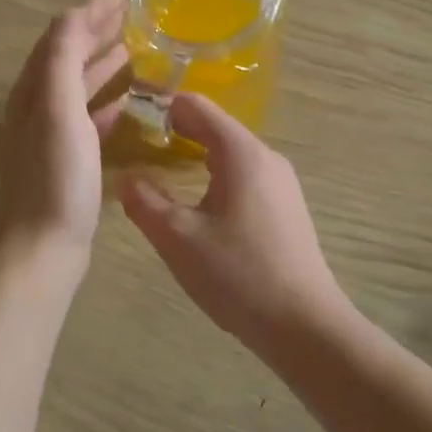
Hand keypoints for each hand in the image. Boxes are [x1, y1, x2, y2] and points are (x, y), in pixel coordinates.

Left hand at [0, 0, 128, 271]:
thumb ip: (63, 60)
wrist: (42, 248)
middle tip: (129, 14)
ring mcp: (51, 135)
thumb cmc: (55, 178)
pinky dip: (104, 102)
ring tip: (129, 48)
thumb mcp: (58, 111)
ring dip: (100, 63)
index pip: (60, 36)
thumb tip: (74, 14)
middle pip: (66, 56)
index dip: (89, 11)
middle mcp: (37, 107)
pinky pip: (87, 118)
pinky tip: (125, 103)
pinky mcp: (67, 160)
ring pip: (77, 86)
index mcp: (33, 91)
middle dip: (95, 31)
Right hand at [120, 95, 355, 352]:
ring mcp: (281, 183)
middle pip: (215, 127)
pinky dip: (215, 176)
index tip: (130, 117)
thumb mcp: (178, 239)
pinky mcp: (286, 207)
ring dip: (195, 155)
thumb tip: (126, 178)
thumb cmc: (238, 274)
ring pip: (230, 154)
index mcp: (241, 153)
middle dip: (176, 131)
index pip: (197, 106)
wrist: (304, 325)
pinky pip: (244, 176)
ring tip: (160, 173)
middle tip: (137, 146)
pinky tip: (198, 205)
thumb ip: (145, 202)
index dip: (161, 106)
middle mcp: (266, 157)